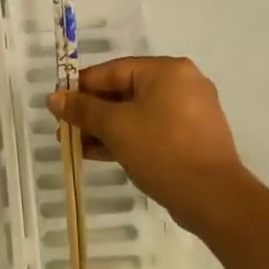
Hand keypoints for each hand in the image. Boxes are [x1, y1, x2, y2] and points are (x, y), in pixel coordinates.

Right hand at [48, 56, 258, 238]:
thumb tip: (54, 98)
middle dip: (92, 112)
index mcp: (166, 70)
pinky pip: (152, 129)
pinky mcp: (193, 137)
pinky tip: (100, 154)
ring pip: (137, 113)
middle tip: (66, 129)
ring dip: (106, 128)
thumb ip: (83, 109)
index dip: (80, 87)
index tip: (58, 105)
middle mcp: (182, 83)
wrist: (214, 198)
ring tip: (77, 146)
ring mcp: (190, 111)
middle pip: (124, 91)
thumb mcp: (115, 127)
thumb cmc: (162, 150)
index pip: (112, 70)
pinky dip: (127, 138)